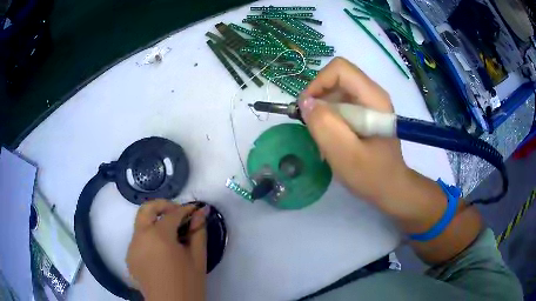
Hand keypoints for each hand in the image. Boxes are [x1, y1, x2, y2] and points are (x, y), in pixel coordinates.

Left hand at [127, 200, 206, 300]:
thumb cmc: (188, 285)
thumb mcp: (197, 259)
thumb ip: (198, 232)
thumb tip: (201, 213)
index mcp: (158, 237)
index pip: (172, 214)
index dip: (186, 209)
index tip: (196, 209)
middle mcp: (140, 237)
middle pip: (146, 209)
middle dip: (163, 205)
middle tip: (178, 213)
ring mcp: (132, 247)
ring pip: (140, 223)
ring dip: (155, 221)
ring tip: (172, 232)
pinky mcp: (129, 257)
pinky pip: (138, 238)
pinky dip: (149, 235)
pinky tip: (162, 249)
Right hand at [299, 57, 409, 211]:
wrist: (391, 188)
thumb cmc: (372, 175)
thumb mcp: (345, 154)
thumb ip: (325, 126)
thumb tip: (306, 102)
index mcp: (372, 98)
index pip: (340, 69)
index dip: (318, 83)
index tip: (308, 109)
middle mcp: (372, 94)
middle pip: (337, 78)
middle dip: (319, 98)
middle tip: (313, 126)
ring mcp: (370, 104)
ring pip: (337, 91)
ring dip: (323, 110)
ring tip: (323, 136)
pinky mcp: (366, 114)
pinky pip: (341, 104)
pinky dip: (330, 118)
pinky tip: (332, 138)